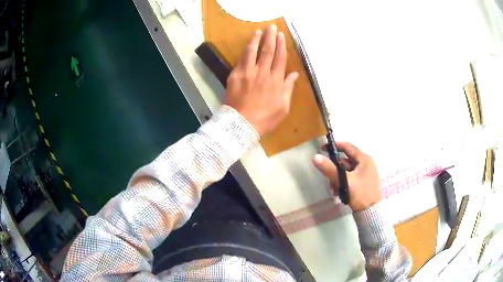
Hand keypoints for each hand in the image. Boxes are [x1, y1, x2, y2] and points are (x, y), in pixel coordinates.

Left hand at [225, 25, 298, 136]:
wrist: (242, 124)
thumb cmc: (266, 118)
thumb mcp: (283, 106)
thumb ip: (288, 88)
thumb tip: (294, 74)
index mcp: (276, 80)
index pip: (280, 58)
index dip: (281, 45)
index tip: (281, 35)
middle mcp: (263, 73)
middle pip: (268, 51)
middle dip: (270, 37)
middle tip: (271, 27)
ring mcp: (248, 73)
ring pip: (253, 52)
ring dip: (256, 40)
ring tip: (258, 31)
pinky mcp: (235, 75)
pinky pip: (241, 60)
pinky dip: (245, 51)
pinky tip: (247, 46)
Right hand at [312, 141, 381, 211]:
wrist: (370, 212)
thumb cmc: (360, 194)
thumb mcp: (344, 181)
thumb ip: (329, 169)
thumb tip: (315, 157)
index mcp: (364, 159)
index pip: (347, 146)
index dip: (334, 146)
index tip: (322, 149)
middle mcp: (366, 164)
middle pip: (345, 160)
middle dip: (335, 169)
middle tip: (328, 178)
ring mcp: (365, 173)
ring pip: (346, 170)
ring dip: (338, 178)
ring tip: (335, 189)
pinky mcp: (363, 182)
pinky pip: (350, 177)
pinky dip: (343, 182)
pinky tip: (339, 192)